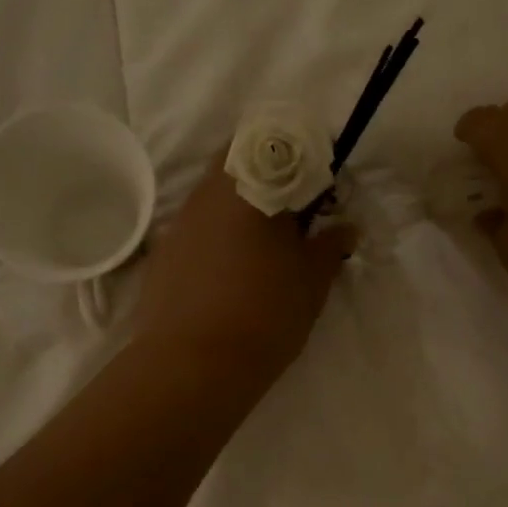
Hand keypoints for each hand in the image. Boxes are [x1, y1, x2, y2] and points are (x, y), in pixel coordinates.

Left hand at [136, 161, 354, 388]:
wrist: (192, 366)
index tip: (320, 188)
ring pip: (214, 195)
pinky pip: (195, 229)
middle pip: (239, 161)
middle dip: (269, 178)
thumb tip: (346, 227)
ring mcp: (178, 223)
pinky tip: (229, 274)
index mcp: (249, 185)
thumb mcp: (311, 281)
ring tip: (263, 249)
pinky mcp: (161, 254)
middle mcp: (207, 192)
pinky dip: (216, 237)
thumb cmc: (264, 313)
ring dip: (240, 208)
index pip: (278, 141)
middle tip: (294, 217)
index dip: (303, 157)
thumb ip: (330, 246)